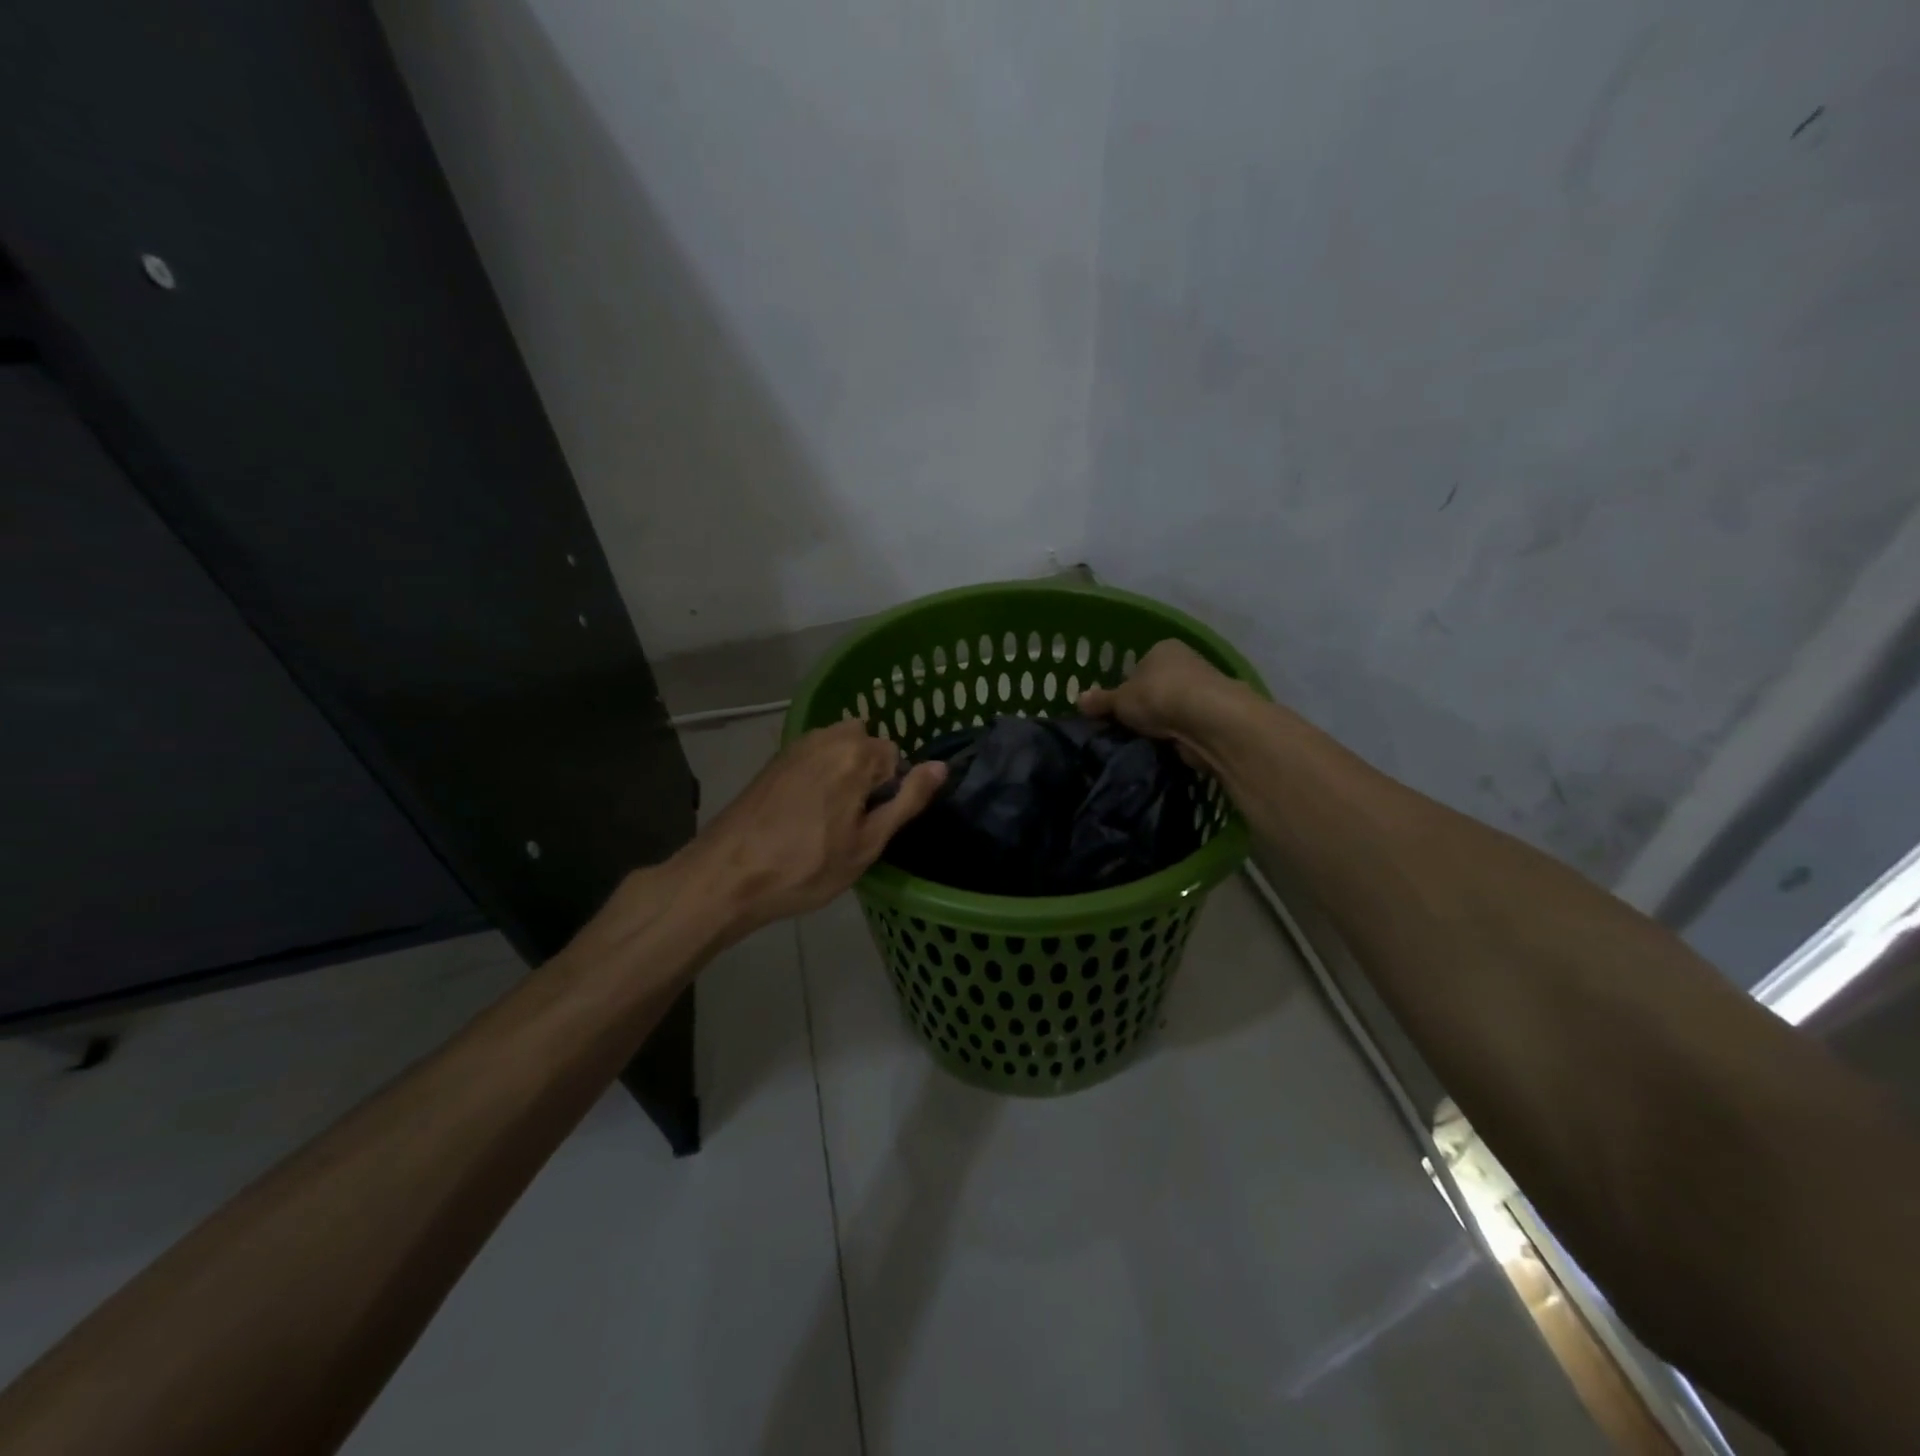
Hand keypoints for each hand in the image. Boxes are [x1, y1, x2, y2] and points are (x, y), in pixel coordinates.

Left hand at [678, 720, 946, 935]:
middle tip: (850, 824)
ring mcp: (796, 746)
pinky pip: (813, 758)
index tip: (870, 825)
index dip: (889, 793)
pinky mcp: (774, 760)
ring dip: (843, 776)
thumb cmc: (806, 866)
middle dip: (867, 777)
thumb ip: (908, 800)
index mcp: (856, 753)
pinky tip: (802, 814)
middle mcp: (827, 737)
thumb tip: (940, 765)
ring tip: (827, 820)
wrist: (727, 875)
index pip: (896, 758)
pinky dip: (818, 777)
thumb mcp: (868, 843)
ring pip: (839, 750)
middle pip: (867, 747)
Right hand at [1078, 640, 1246, 757]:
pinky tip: (1166, 749)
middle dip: (1146, 708)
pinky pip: (1189, 727)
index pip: (1140, 666)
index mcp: (1164, 648)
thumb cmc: (1158, 696)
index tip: (1117, 709)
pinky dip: (1179, 737)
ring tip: (1143, 743)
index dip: (1127, 687)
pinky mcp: (1217, 717)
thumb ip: (1101, 701)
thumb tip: (1078, 699)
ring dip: (1163, 725)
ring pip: (1175, 708)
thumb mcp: (1120, 700)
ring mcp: (1206, 689)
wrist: (1208, 720)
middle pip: (1159, 687)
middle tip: (1127, 729)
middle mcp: (1188, 662)